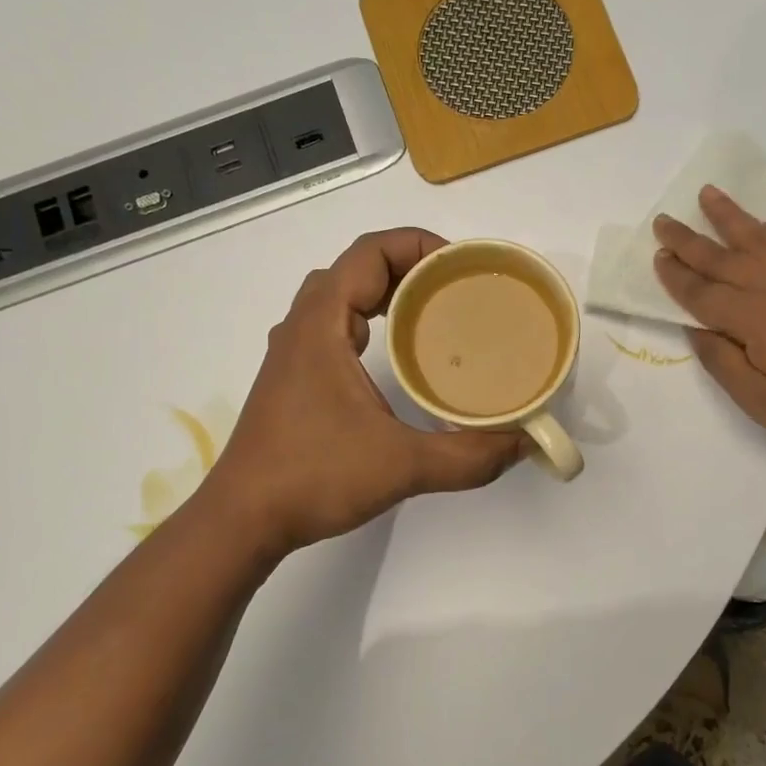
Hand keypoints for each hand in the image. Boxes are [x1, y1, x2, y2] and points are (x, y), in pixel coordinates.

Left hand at [202, 228, 524, 554]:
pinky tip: (395, 357)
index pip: (368, 253)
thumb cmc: (313, 478)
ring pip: (339, 298)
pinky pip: (333, 328)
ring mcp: (292, 354)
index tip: (461, 269)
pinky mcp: (292, 380)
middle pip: (355, 269)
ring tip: (433, 315)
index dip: (417, 246)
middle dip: (408, 267)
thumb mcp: (402, 466)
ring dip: (385, 293)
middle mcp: (302, 328)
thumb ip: (469, 456)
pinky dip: (368, 322)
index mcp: (321, 325)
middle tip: (456, 291)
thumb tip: (522, 444)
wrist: (242, 519)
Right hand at [652, 186, 765, 449]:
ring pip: (754, 239)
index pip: (702, 293)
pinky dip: (764, 229)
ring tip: (707, 193)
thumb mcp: (758, 399)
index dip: (676, 277)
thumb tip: (695, 329)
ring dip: (728, 216)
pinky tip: (756, 225)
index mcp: (752, 319)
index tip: (656, 257)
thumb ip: (722, 361)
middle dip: (688, 240)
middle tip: (662, 220)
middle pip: (721, 258)